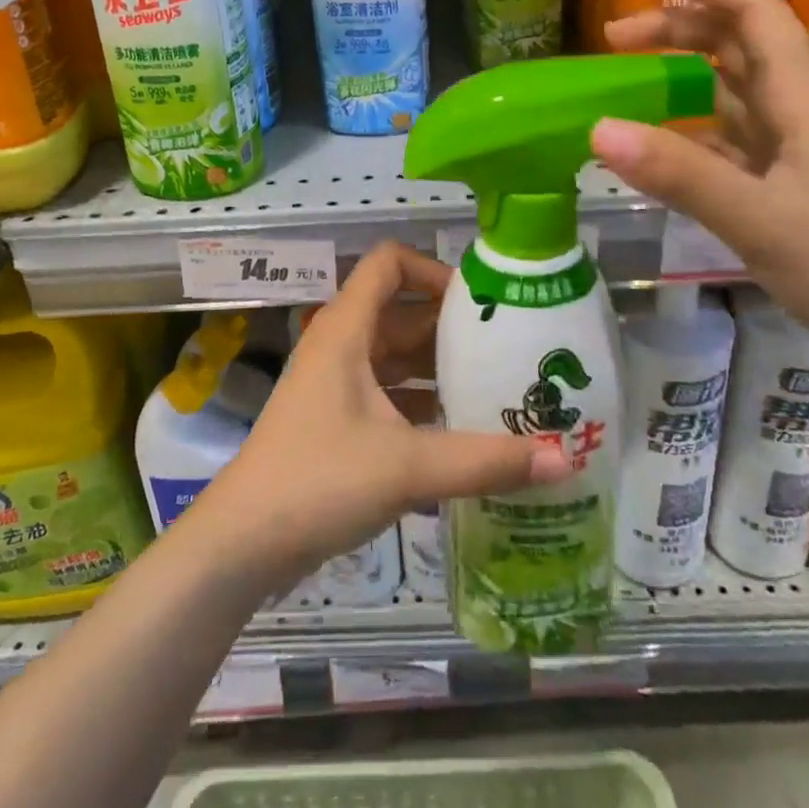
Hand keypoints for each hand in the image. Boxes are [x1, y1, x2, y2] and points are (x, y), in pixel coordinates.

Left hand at [195, 243, 571, 589]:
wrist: (244, 543)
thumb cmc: (319, 481)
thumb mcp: (408, 467)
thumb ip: (486, 461)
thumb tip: (564, 460)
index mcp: (347, 330)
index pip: (389, 264)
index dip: (433, 269)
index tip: (479, 303)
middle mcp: (341, 346)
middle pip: (401, 312)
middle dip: (451, 328)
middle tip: (507, 350)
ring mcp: (336, 385)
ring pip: (396, 358)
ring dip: (440, 370)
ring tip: (497, 389)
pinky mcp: (336, 421)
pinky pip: (388, 396)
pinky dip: (422, 405)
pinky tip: (462, 434)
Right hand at [593, 0, 808, 360]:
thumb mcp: (761, 220)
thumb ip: (680, 173)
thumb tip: (599, 128)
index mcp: (803, 102)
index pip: (755, 16)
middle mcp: (800, 115)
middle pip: (738, 46)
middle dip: (678, 28)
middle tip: (613, 37)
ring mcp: (794, 154)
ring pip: (732, 92)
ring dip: (682, 75)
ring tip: (626, 81)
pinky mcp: (788, 189)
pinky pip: (729, 141)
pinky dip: (689, 131)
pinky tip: (658, 148)